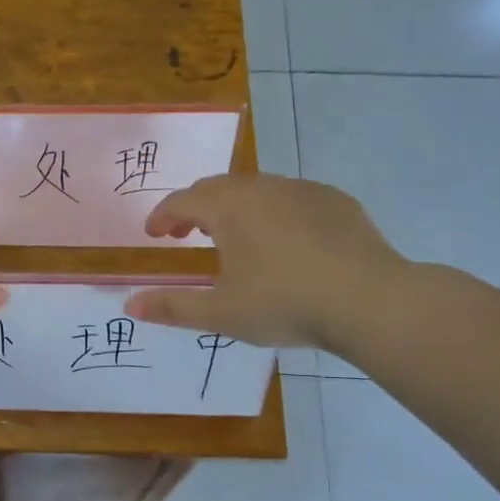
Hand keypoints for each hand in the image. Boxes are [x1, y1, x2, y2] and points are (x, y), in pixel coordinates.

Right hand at [123, 173, 412, 358]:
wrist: (370, 300)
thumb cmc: (284, 304)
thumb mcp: (220, 313)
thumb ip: (172, 306)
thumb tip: (129, 304)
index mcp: (228, 208)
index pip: (182, 201)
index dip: (162, 217)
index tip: (153, 234)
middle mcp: (262, 187)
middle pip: (216, 187)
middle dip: (194, 207)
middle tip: (185, 234)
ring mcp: (302, 190)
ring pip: (256, 188)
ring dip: (234, 207)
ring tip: (233, 237)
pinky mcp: (335, 200)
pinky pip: (291, 197)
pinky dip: (273, 212)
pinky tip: (284, 242)